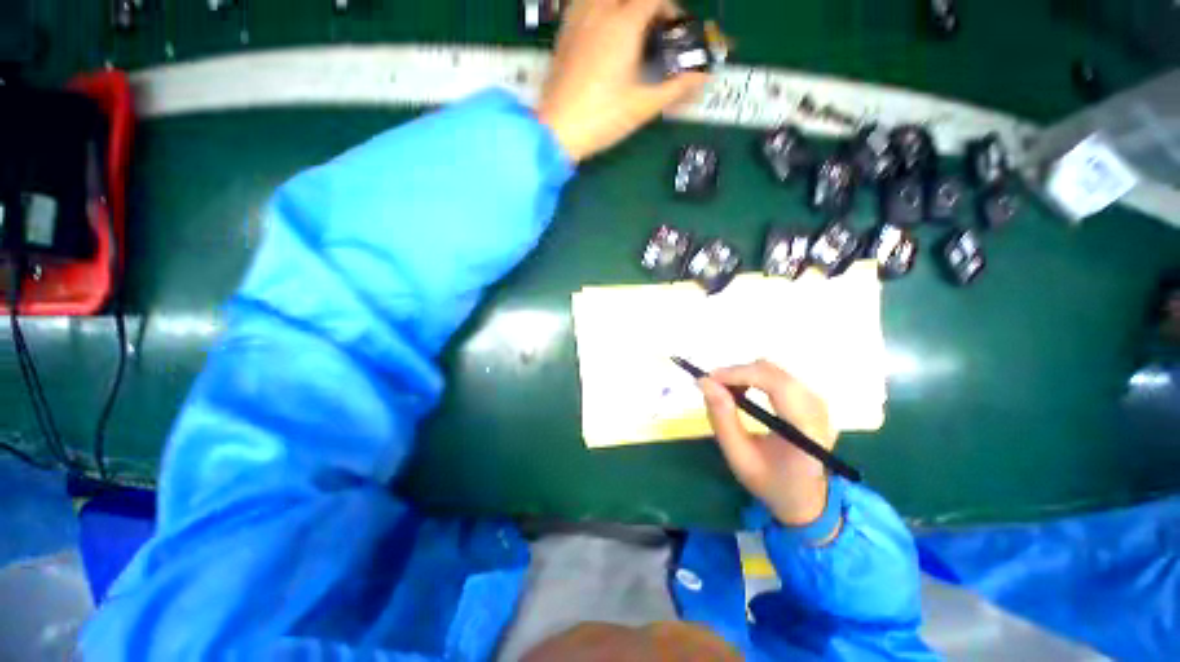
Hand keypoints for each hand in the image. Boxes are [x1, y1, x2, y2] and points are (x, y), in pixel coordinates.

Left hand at [536, 0, 709, 161]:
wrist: (557, 130)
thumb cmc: (602, 118)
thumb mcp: (642, 106)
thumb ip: (675, 88)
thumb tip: (702, 78)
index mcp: (623, 24)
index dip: (669, 8)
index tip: (674, 29)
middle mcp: (598, 11)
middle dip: (646, 6)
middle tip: (651, 28)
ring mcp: (576, 20)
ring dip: (619, 6)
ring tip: (626, 25)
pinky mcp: (562, 33)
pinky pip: (580, 4)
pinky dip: (594, 8)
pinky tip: (599, 27)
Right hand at [698, 360, 838, 525]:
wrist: (807, 499)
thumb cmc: (771, 482)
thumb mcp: (739, 456)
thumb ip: (721, 418)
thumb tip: (704, 382)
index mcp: (806, 429)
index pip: (777, 385)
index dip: (741, 374)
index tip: (709, 378)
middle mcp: (818, 409)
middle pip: (775, 373)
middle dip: (738, 373)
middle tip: (713, 386)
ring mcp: (818, 402)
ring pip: (775, 370)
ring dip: (745, 374)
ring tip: (726, 391)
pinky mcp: (812, 399)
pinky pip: (779, 376)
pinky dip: (754, 377)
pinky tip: (743, 392)